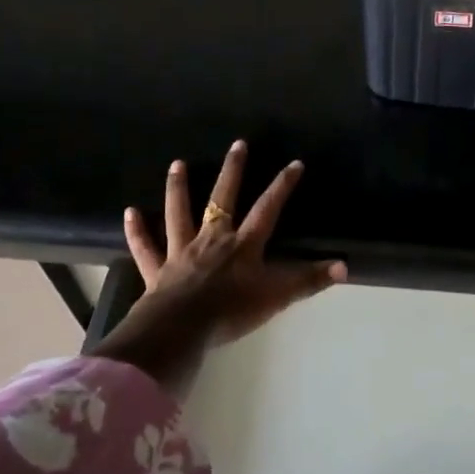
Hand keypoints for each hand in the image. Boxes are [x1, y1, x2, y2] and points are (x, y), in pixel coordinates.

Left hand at [95, 141, 345, 390]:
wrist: (181, 329)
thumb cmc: (231, 312)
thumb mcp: (277, 297)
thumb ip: (309, 281)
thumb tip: (345, 266)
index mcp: (243, 245)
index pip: (268, 209)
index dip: (283, 186)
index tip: (294, 163)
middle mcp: (213, 240)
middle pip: (223, 199)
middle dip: (233, 171)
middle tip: (238, 144)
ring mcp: (181, 252)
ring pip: (179, 213)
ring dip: (178, 188)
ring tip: (177, 164)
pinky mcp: (157, 270)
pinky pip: (146, 247)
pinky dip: (137, 231)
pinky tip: (129, 212)